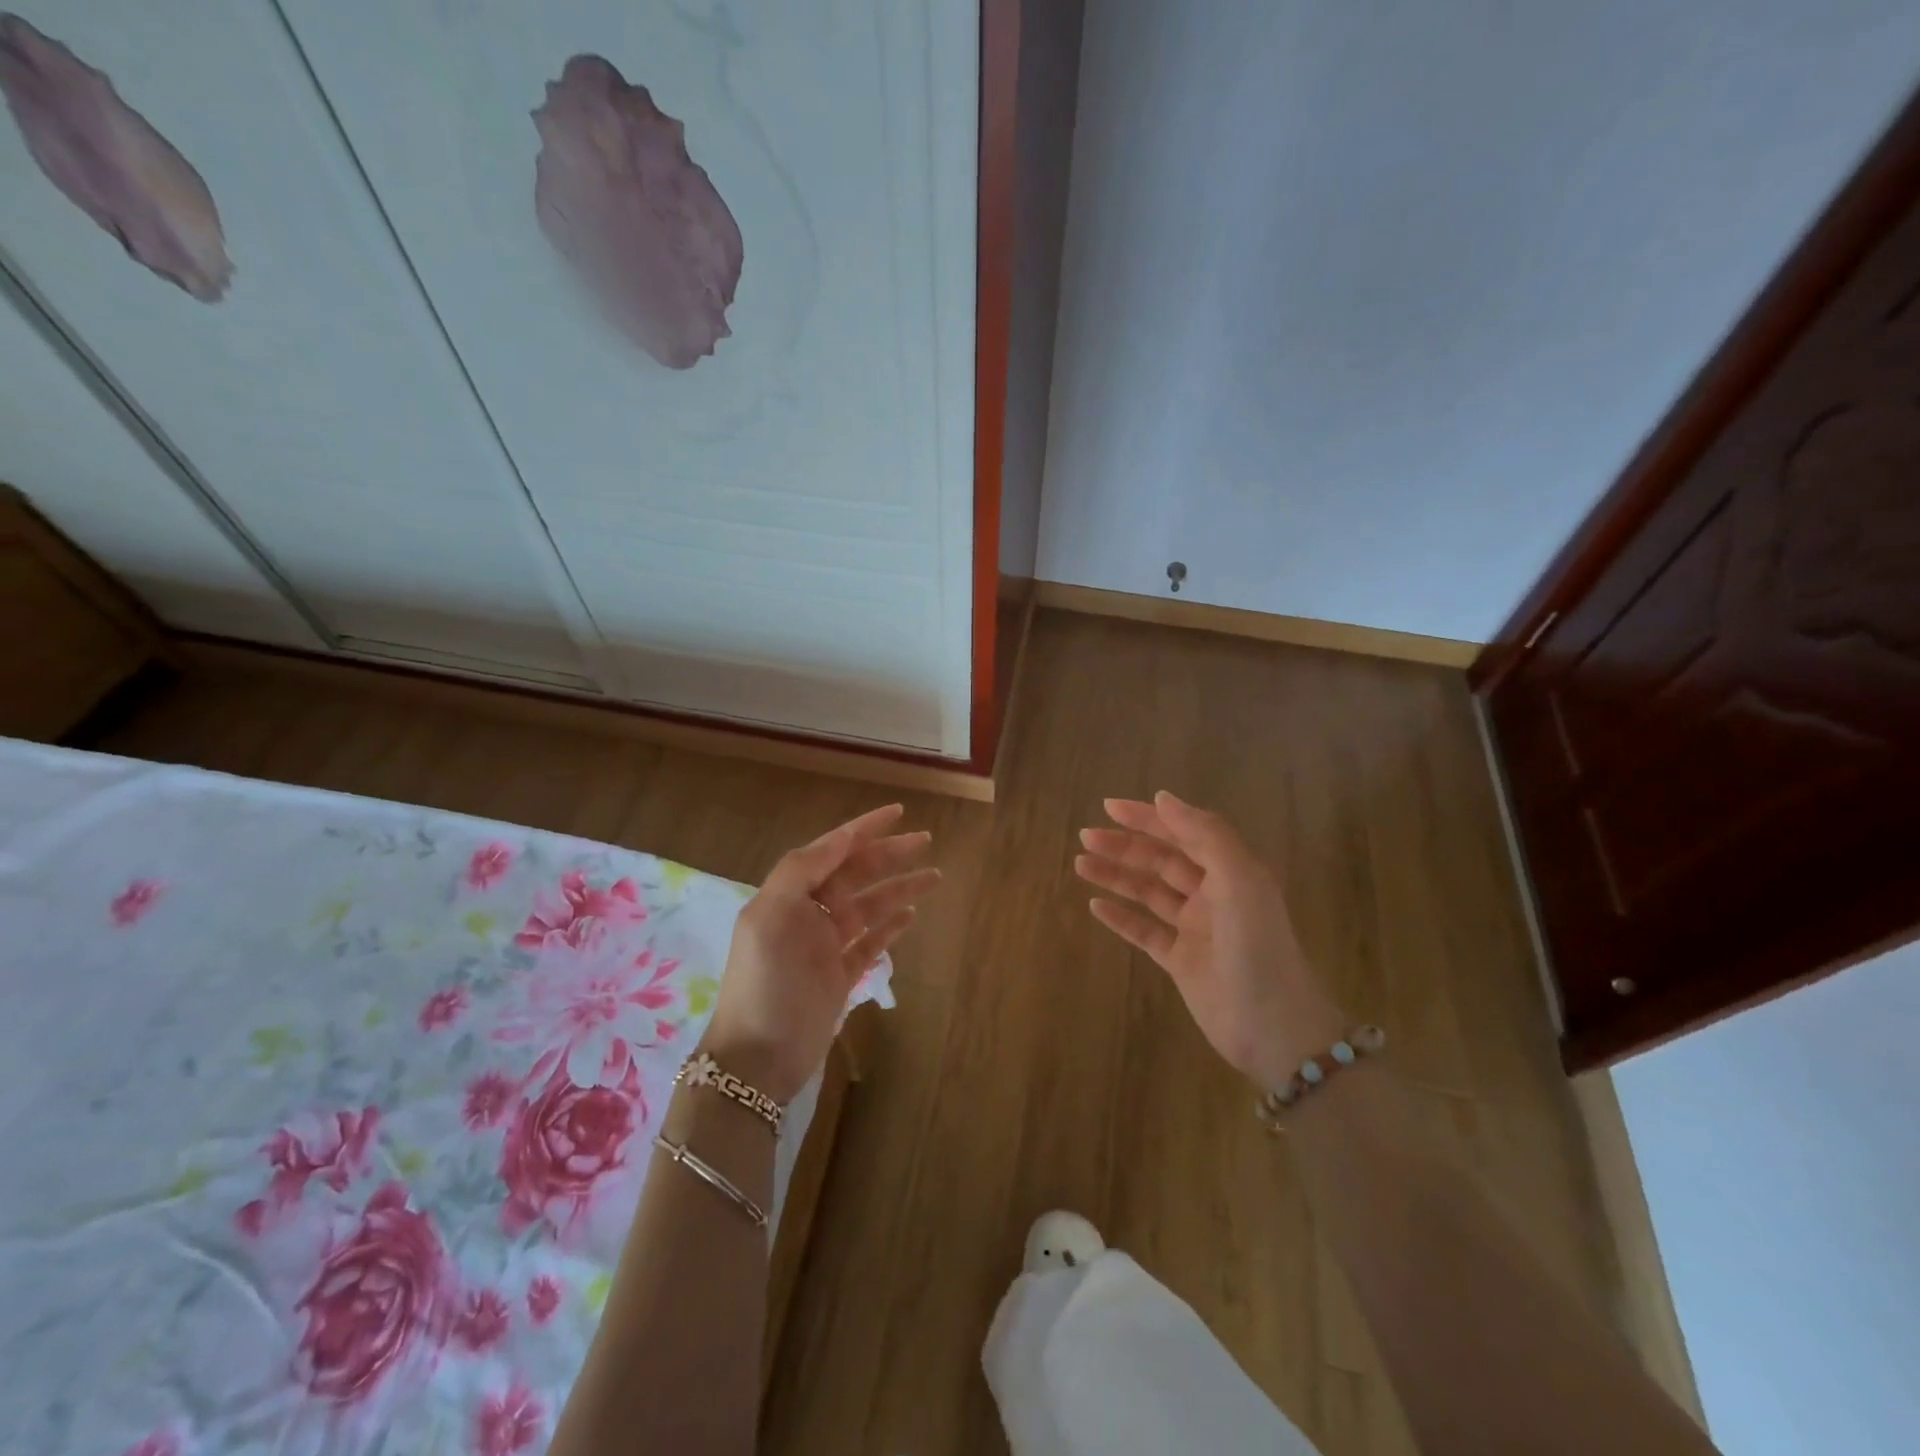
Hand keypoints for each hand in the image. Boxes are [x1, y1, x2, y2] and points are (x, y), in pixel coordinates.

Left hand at [703, 804, 938, 1102]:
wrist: (757, 1059)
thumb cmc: (764, 982)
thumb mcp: (770, 917)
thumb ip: (801, 870)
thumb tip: (841, 837)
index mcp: (790, 895)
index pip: (832, 850)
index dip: (863, 829)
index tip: (896, 812)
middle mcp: (809, 914)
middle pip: (855, 874)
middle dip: (888, 855)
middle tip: (925, 841)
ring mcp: (826, 946)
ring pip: (869, 907)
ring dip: (899, 889)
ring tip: (933, 877)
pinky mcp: (840, 976)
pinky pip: (871, 943)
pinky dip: (890, 928)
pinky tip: (911, 916)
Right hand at [1075, 790, 1345, 1088]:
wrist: (1274, 1028)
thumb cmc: (1257, 947)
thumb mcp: (1239, 880)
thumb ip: (1205, 835)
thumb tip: (1163, 798)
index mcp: (1230, 871)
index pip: (1183, 832)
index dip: (1148, 818)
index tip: (1109, 806)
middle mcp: (1212, 894)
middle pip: (1162, 860)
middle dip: (1125, 846)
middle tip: (1086, 837)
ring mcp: (1195, 929)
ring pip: (1148, 893)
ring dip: (1116, 876)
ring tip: (1080, 864)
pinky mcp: (1181, 961)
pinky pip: (1145, 931)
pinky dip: (1121, 918)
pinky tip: (1095, 906)